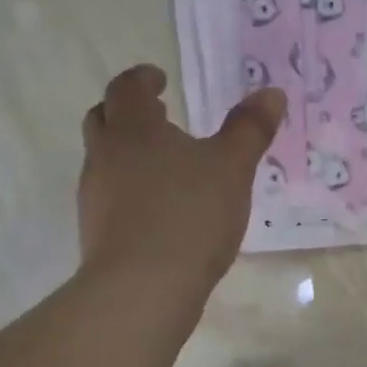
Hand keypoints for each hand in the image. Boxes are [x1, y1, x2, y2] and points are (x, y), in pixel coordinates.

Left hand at [79, 65, 284, 289]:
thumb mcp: (232, 168)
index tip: (158, 79)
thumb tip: (271, 92)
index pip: (126, 88)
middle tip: (156, 116)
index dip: (142, 79)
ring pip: (103, 160)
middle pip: (103, 119)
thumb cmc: (190, 215)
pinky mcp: (96, 232)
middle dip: (127, 112)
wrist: (143, 287)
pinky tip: (158, 209)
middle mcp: (105, 155)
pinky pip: (109, 197)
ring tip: (163, 166)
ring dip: (126, 153)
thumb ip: (250, 129)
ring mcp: (94, 196)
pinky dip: (128, 190)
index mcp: (133, 129)